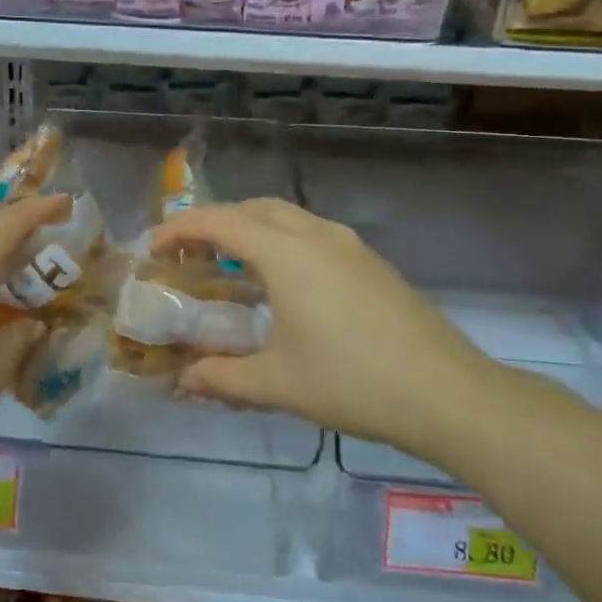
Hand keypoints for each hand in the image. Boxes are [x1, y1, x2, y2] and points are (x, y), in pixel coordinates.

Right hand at [151, 198, 493, 455]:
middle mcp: (317, 235)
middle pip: (254, 208)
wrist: (447, 393)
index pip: (220, 221)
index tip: (154, 247)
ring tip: (229, 263)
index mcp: (287, 253)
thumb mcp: (277, 383)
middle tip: (188, 253)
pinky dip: (281, 241)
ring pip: (287, 216)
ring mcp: (349, 245)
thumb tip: (183, 380)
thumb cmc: (352, 382)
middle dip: (214, 222)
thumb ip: (221, 377)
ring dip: (250, 228)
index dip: (181, 228)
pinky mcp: (371, 262)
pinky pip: (312, 234)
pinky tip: (281, 282)